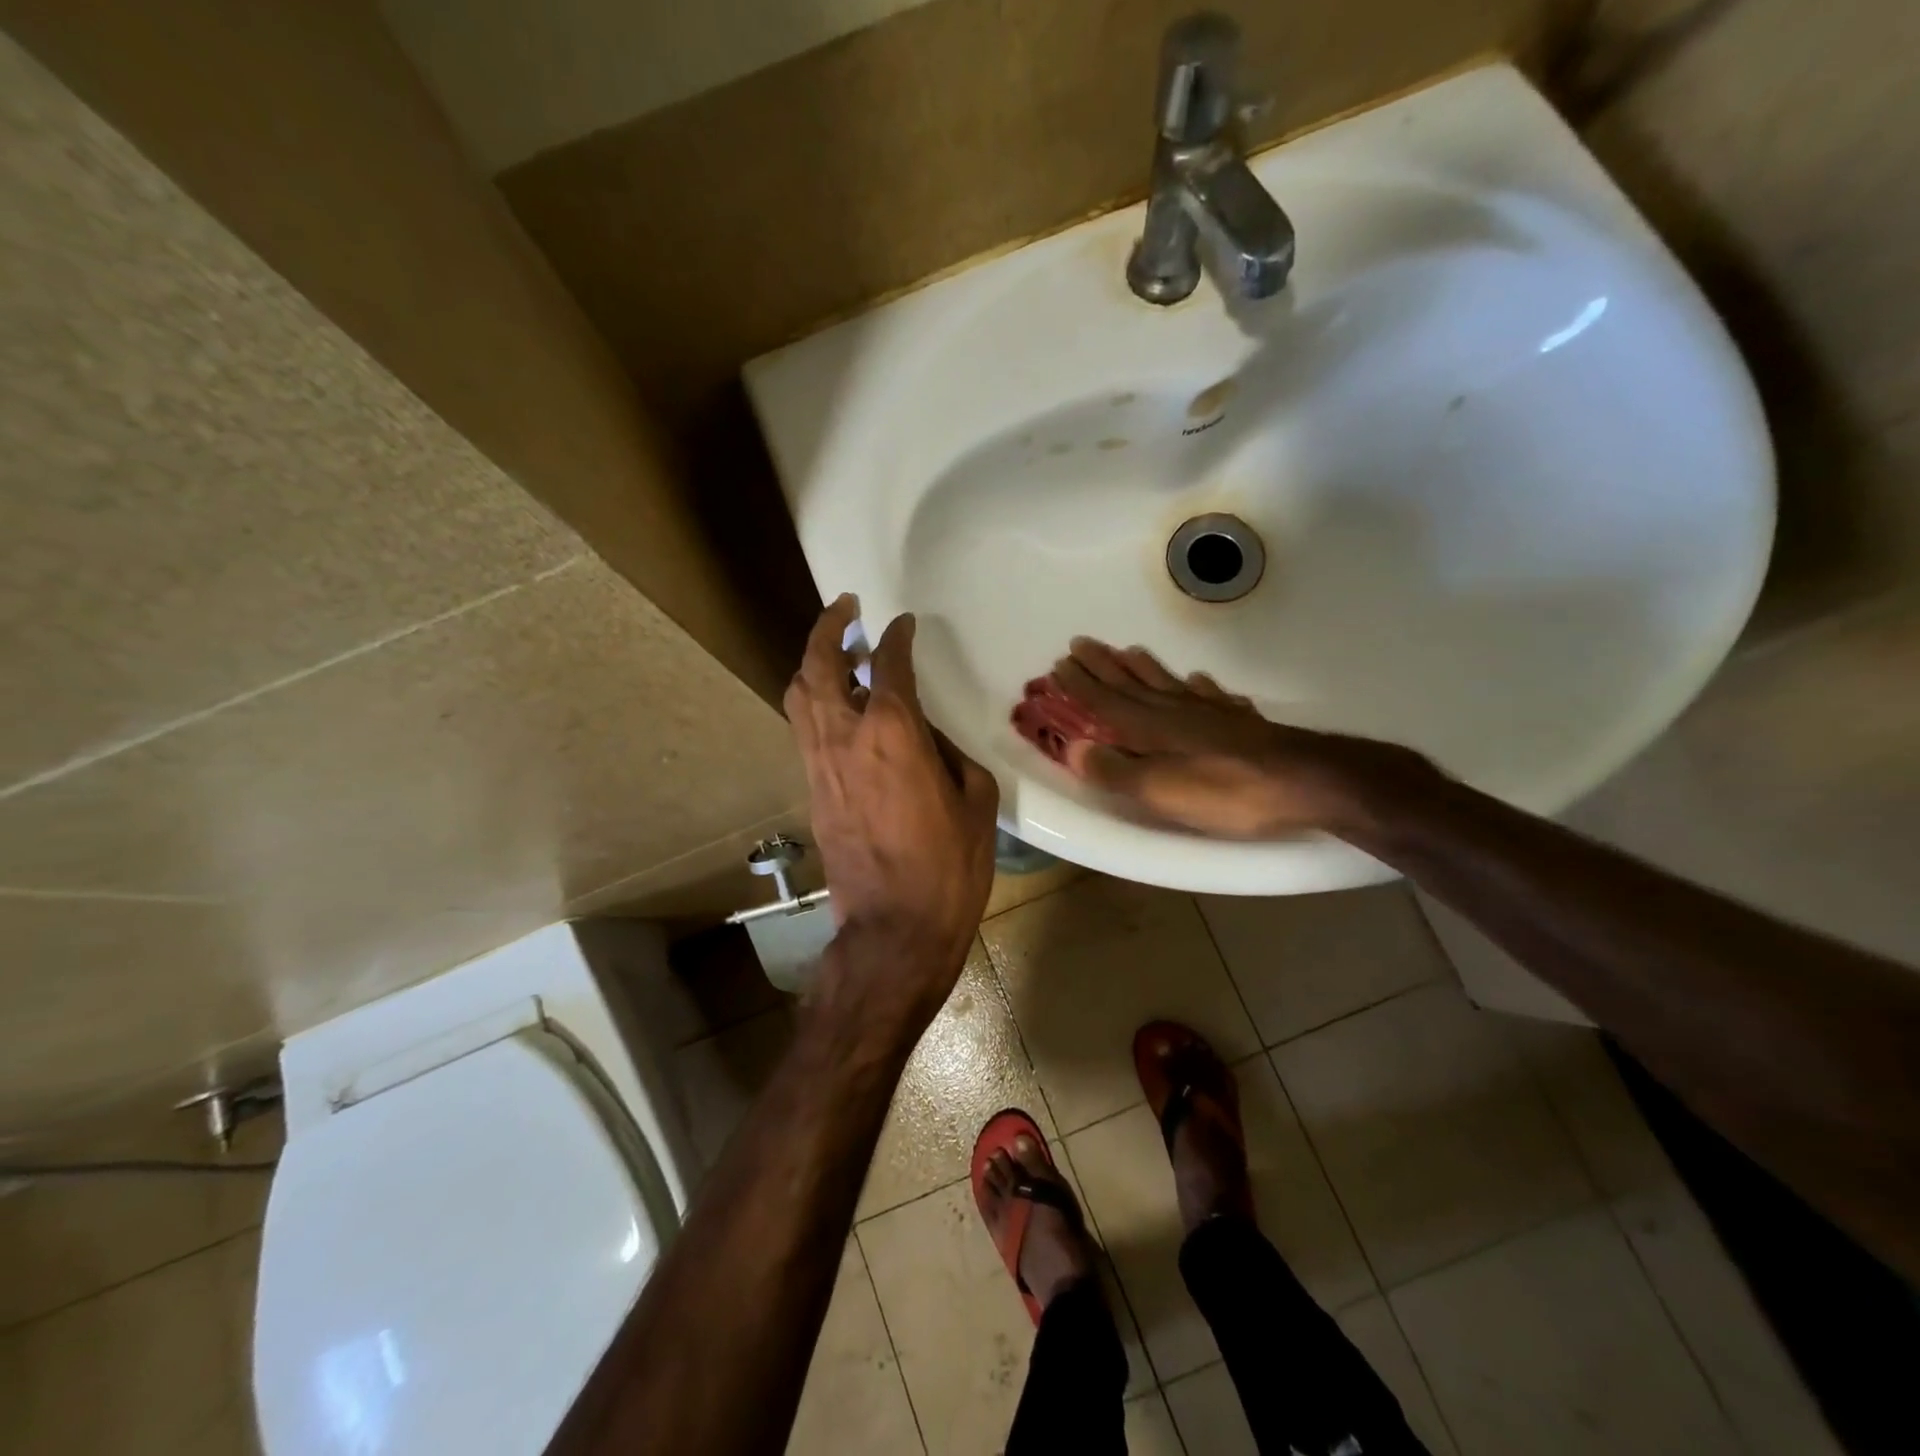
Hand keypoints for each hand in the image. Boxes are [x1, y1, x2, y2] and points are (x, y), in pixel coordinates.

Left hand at [785, 596, 1000, 1025]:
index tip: (904, 624)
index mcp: (893, 733)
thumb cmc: (947, 868)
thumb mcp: (975, 803)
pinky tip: (835, 704)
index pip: (889, 663)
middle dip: (828, 627)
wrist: (893, 928)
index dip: (896, 637)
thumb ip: (951, 755)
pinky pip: (804, 727)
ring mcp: (820, 763)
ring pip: (800, 694)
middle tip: (845, 608)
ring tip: (833, 648)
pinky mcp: (811, 790)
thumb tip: (929, 738)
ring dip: (812, 661)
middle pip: (820, 665)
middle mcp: (846, 736)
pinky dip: (814, 701)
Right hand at [1045, 638, 1439, 839]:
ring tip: (1128, 650)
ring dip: (1143, 667)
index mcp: (1152, 729)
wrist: (1305, 782)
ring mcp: (1211, 713)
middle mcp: (1177, 712)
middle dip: (1103, 666)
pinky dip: (1198, 686)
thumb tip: (1074, 748)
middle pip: (1132, 684)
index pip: (1106, 703)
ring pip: (1168, 683)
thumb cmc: (1227, 792)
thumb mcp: (1162, 790)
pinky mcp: (1240, 722)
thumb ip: (1117, 770)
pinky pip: (1211, 695)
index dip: (1080, 685)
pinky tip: (1197, 679)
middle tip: (1081, 642)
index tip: (1058, 664)